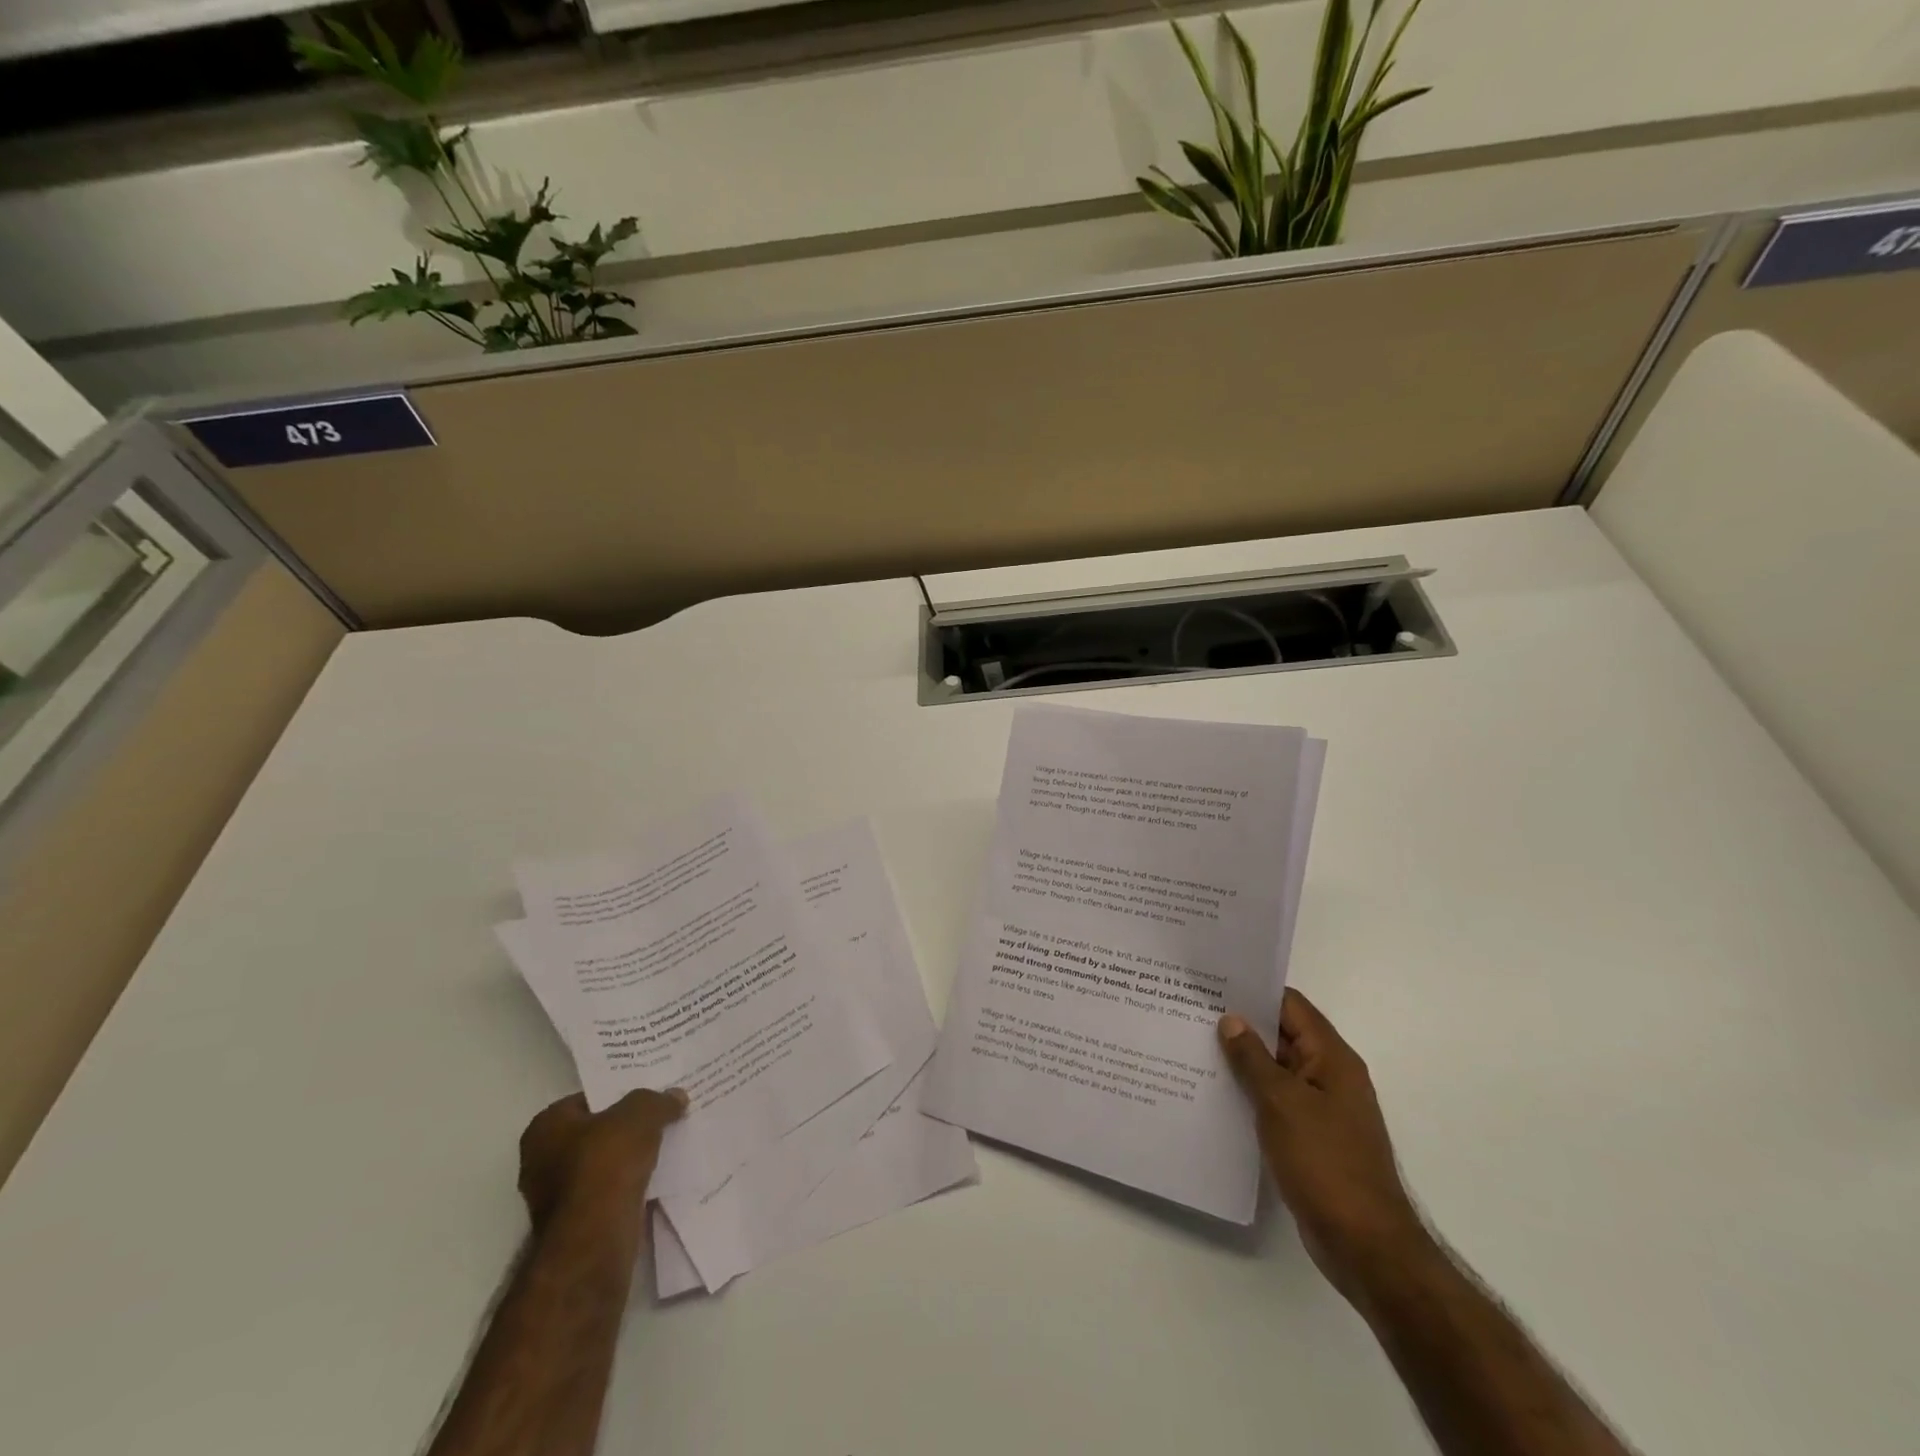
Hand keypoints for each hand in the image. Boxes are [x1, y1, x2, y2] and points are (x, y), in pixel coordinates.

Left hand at [517, 1088, 687, 1230]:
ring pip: (603, 1164)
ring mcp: (556, 1197)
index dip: (619, 1094)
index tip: (649, 1094)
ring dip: (630, 1158)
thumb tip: (675, 1096)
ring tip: (667, 1143)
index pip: (587, 1099)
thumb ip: (658, 1101)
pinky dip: (629, 1184)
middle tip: (662, 1116)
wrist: (594, 1241)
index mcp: (545, 1128)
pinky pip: (609, 1192)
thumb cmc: (606, 1164)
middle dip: (626, 1128)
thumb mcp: (641, 1114)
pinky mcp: (575, 1225)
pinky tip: (657, 1176)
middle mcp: (541, 1161)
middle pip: (595, 1133)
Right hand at [1219, 990, 1426, 1302]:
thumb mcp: (1282, 1103)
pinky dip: (1249, 1093)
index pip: (1290, 1005)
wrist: (1365, 1245)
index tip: (1212, 982)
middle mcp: (1329, 1076)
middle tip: (1190, 1011)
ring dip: (1241, 1060)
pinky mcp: (1310, 1137)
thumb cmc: (1326, 1163)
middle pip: (1281, 1034)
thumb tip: (1231, 1019)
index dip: (1253, 990)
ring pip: (1275, 1070)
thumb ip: (1253, 1058)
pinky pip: (1275, 1101)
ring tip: (1192, 1046)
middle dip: (1240, 1024)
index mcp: (1332, 1058)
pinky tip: (1214, 1093)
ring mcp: (1321, 1109)